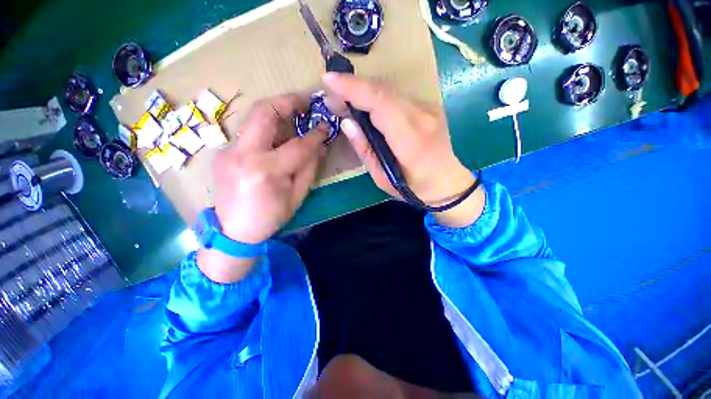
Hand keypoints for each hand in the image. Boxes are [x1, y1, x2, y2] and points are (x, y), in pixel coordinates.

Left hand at [198, 94, 326, 283]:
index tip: (326, 126)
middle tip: (305, 101)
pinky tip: (276, 135)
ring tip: (294, 112)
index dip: (315, 134)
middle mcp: (244, 154)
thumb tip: (321, 145)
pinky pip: (249, 132)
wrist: (233, 231)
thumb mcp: (298, 195)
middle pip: (265, 112)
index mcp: (267, 171)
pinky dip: (266, 127)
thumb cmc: (271, 217)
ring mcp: (229, 151)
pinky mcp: (223, 152)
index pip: (298, 144)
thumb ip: (310, 167)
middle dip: (288, 100)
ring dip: (276, 110)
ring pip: (253, 117)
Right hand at [321, 73, 483, 226]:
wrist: (446, 182)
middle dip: (353, 87)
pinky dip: (378, 98)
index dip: (353, 88)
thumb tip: (347, 123)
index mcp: (411, 139)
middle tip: (332, 95)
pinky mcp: (430, 106)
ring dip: (365, 92)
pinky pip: (398, 97)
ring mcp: (430, 108)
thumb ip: (365, 149)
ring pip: (390, 91)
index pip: (380, 103)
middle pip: (383, 91)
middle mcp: (423, 116)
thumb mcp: (382, 177)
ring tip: (346, 101)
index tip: (328, 80)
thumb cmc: (413, 187)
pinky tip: (367, 107)